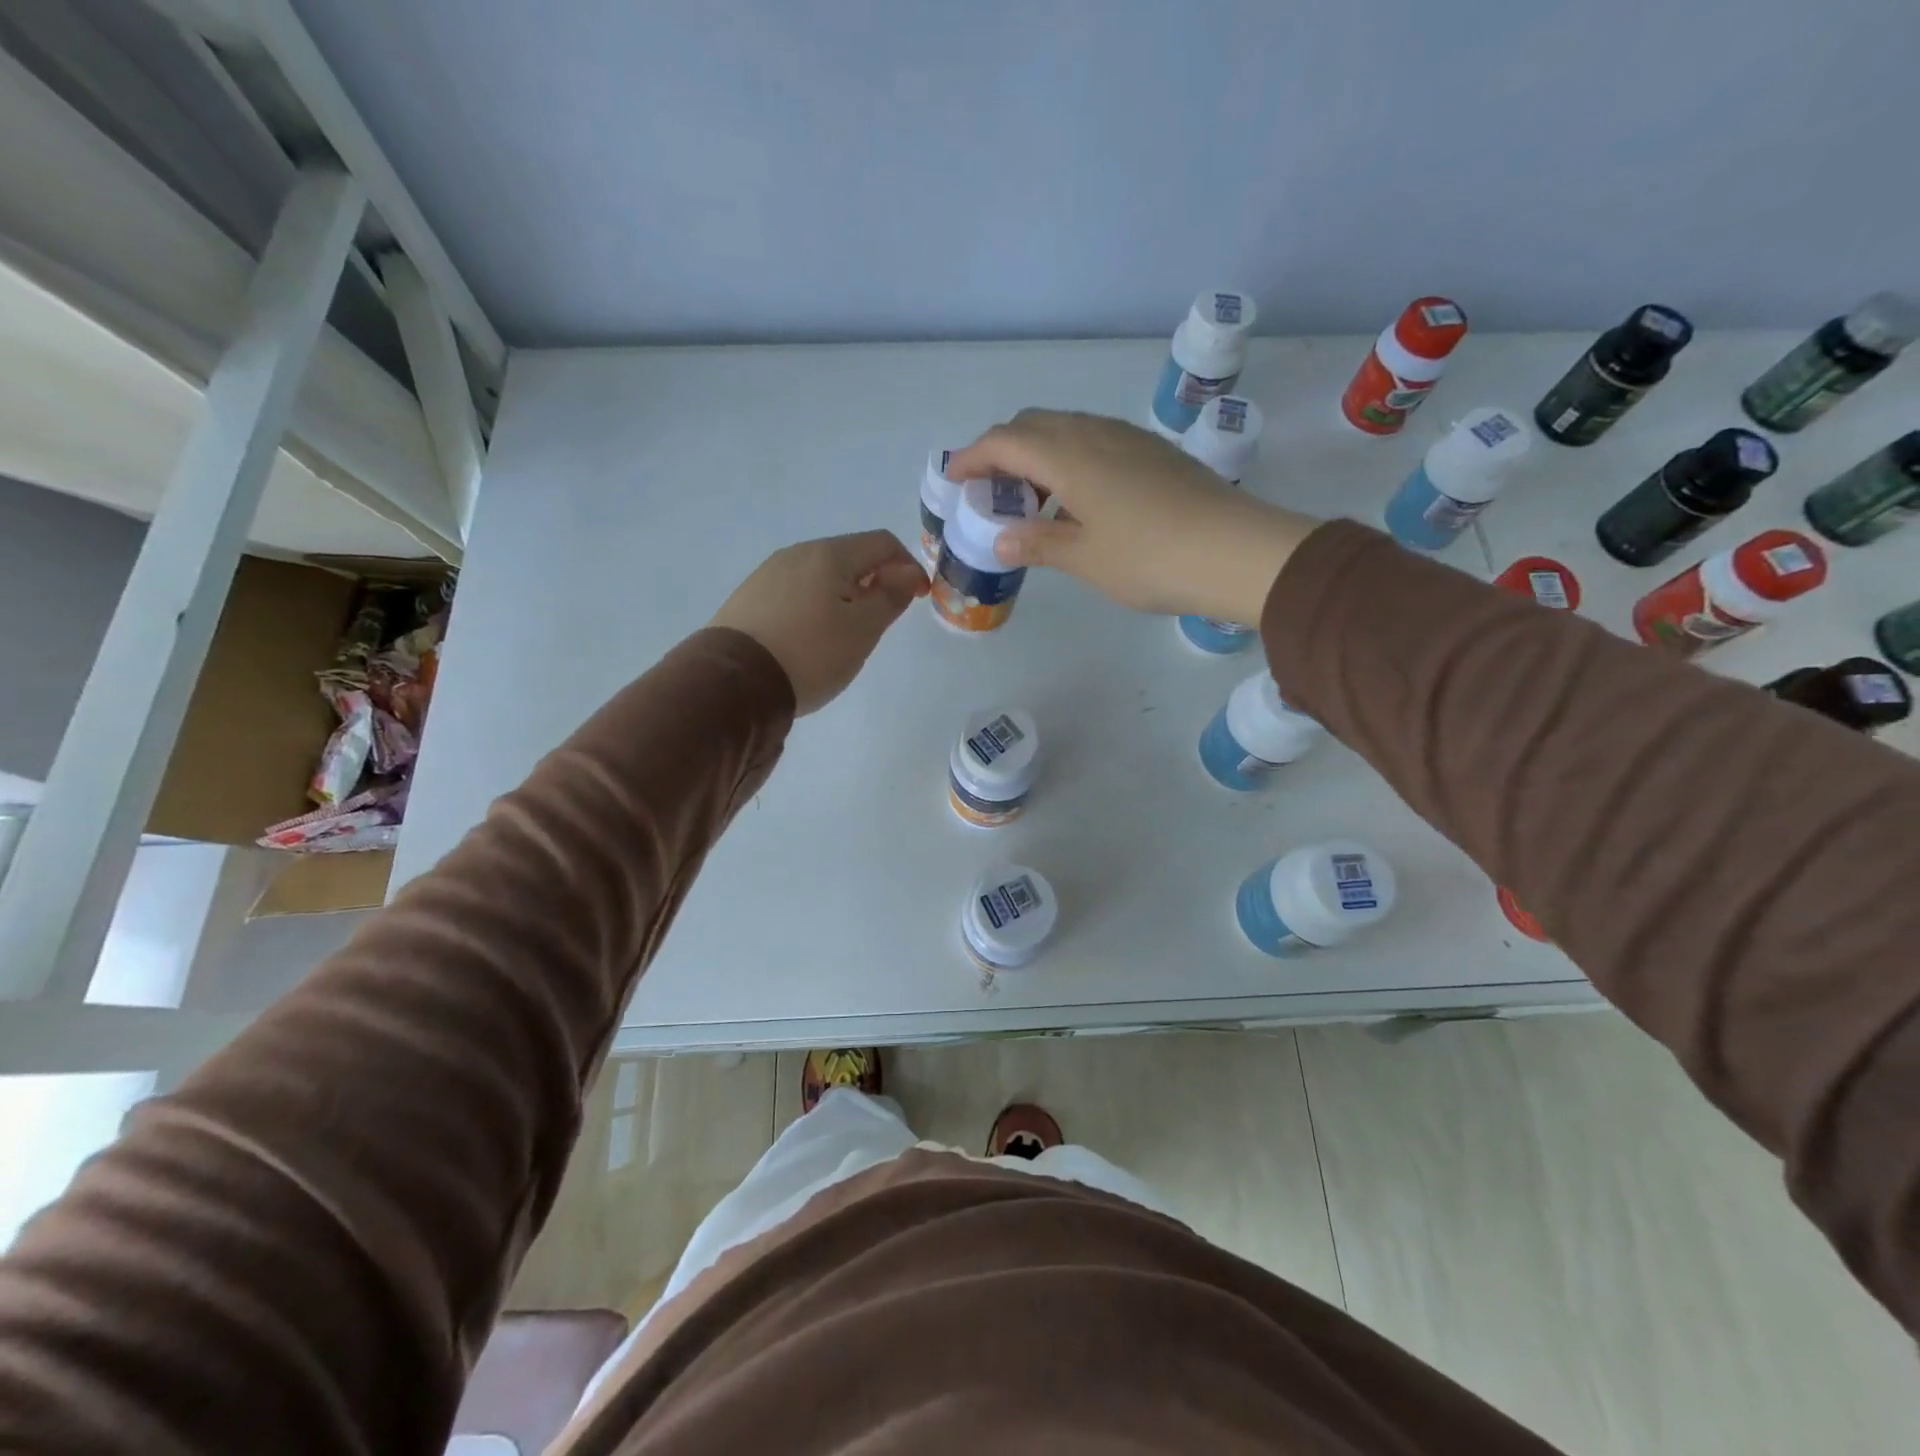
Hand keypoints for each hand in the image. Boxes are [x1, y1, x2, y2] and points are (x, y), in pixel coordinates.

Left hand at [710, 531, 928, 714]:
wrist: (735, 682)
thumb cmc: (811, 653)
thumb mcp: (863, 630)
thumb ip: (890, 597)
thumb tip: (907, 572)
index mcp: (829, 554)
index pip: (883, 543)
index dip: (908, 567)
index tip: (918, 599)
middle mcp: (796, 554)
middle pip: (849, 557)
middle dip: (874, 581)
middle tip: (881, 621)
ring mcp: (767, 574)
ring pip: (820, 576)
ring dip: (844, 596)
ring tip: (845, 634)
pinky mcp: (748, 598)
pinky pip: (794, 593)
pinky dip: (815, 607)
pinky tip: (810, 639)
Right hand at [945, 410, 1321, 624]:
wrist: (1235, 551)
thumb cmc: (1149, 558)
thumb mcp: (1084, 557)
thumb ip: (1038, 543)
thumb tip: (1002, 538)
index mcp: (1069, 456)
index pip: (1005, 441)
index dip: (972, 457)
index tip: (954, 480)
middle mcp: (1096, 434)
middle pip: (1034, 425)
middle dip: (1002, 450)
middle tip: (991, 490)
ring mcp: (1129, 439)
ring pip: (1068, 429)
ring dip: (1038, 453)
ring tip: (1031, 498)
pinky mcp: (1154, 453)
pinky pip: (1096, 441)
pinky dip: (1070, 459)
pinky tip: (1078, 498)